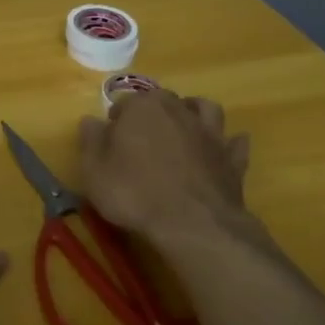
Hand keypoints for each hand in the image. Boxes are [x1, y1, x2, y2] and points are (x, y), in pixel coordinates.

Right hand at [78, 90, 261, 244]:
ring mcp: (210, 132)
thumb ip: (90, 140)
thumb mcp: (94, 170)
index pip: (125, 102)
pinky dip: (228, 143)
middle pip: (163, 100)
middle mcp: (178, 110)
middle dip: (152, 112)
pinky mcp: (232, 158)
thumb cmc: (134, 194)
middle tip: (141, 137)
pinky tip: (222, 150)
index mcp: (142, 108)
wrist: (192, 224)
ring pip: (204, 108)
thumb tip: (90, 120)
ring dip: (194, 112)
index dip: (115, 120)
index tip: (109, 140)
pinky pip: (234, 143)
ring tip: (183, 128)